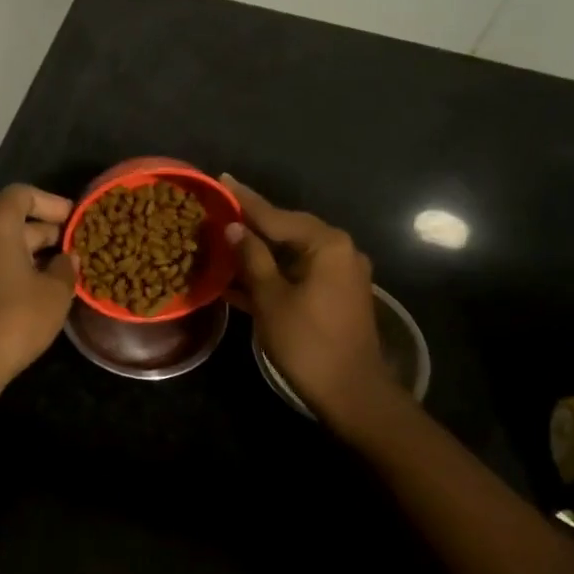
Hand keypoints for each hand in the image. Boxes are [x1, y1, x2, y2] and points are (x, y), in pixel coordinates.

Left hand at [0, 184, 78, 391]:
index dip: (52, 203)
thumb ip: (65, 267)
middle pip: (13, 217)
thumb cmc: (16, 318)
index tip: (75, 219)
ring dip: (33, 249)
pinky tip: (41, 284)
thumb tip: (67, 258)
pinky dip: (16, 264)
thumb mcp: (55, 292)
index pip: (24, 194)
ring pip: (3, 241)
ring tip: (64, 266)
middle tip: (76, 244)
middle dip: (46, 228)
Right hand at [222, 175, 402, 430]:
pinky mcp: (336, 295)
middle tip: (220, 209)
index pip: (276, 215)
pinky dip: (273, 272)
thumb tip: (235, 228)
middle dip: (253, 223)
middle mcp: (339, 251)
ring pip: (291, 252)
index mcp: (326, 245)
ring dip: (260, 250)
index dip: (245, 200)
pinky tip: (241, 276)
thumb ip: (252, 258)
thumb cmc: (308, 343)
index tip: (222, 179)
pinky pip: (298, 273)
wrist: (353, 393)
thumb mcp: (271, 298)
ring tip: (225, 239)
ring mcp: (340, 274)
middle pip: (287, 229)